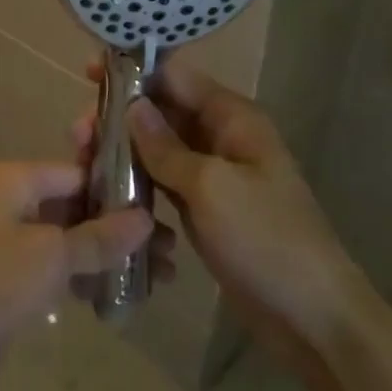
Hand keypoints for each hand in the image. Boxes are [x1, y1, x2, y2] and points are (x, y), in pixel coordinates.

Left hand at [0, 162, 152, 390]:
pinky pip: (59, 267)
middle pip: (76, 204)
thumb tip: (145, 219)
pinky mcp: (13, 279)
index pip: (77, 171)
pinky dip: (87, 276)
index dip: (118, 187)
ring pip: (70, 238)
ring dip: (110, 254)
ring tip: (161, 277)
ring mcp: (11, 240)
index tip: (162, 207)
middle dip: (120, 225)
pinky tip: (123, 295)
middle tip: (170, 250)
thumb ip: (100, 236)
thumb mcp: (53, 254)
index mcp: (16, 179)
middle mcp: (12, 201)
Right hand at [77, 57, 359, 353]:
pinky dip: (136, 179)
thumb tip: (131, 104)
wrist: (314, 319)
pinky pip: (162, 179)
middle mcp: (220, 136)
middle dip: (118, 115)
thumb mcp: (211, 187)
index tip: (87, 74)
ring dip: (121, 148)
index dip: (132, 70)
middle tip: (77, 134)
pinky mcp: (202, 206)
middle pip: (161, 109)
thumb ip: (165, 146)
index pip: (175, 75)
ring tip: (82, 160)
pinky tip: (105, 189)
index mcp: (232, 117)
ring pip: (157, 146)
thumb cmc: (266, 240)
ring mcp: (211, 173)